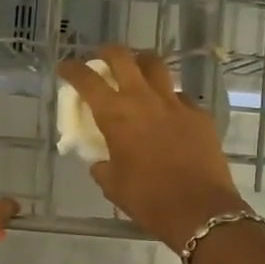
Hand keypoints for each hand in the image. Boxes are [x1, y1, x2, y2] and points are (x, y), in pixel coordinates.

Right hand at [57, 46, 246, 249]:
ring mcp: (175, 103)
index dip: (72, 69)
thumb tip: (101, 160)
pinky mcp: (199, 114)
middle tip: (101, 60)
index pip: (87, 80)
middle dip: (107, 53)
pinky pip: (180, 97)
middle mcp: (143, 99)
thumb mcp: (112, 184)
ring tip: (136, 73)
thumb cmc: (147, 199)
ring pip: (156, 66)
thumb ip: (101, 165)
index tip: (65, 67)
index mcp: (115, 115)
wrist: (199, 210)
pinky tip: (167, 114)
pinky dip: (168, 99)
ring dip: (141, 64)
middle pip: (123, 57)